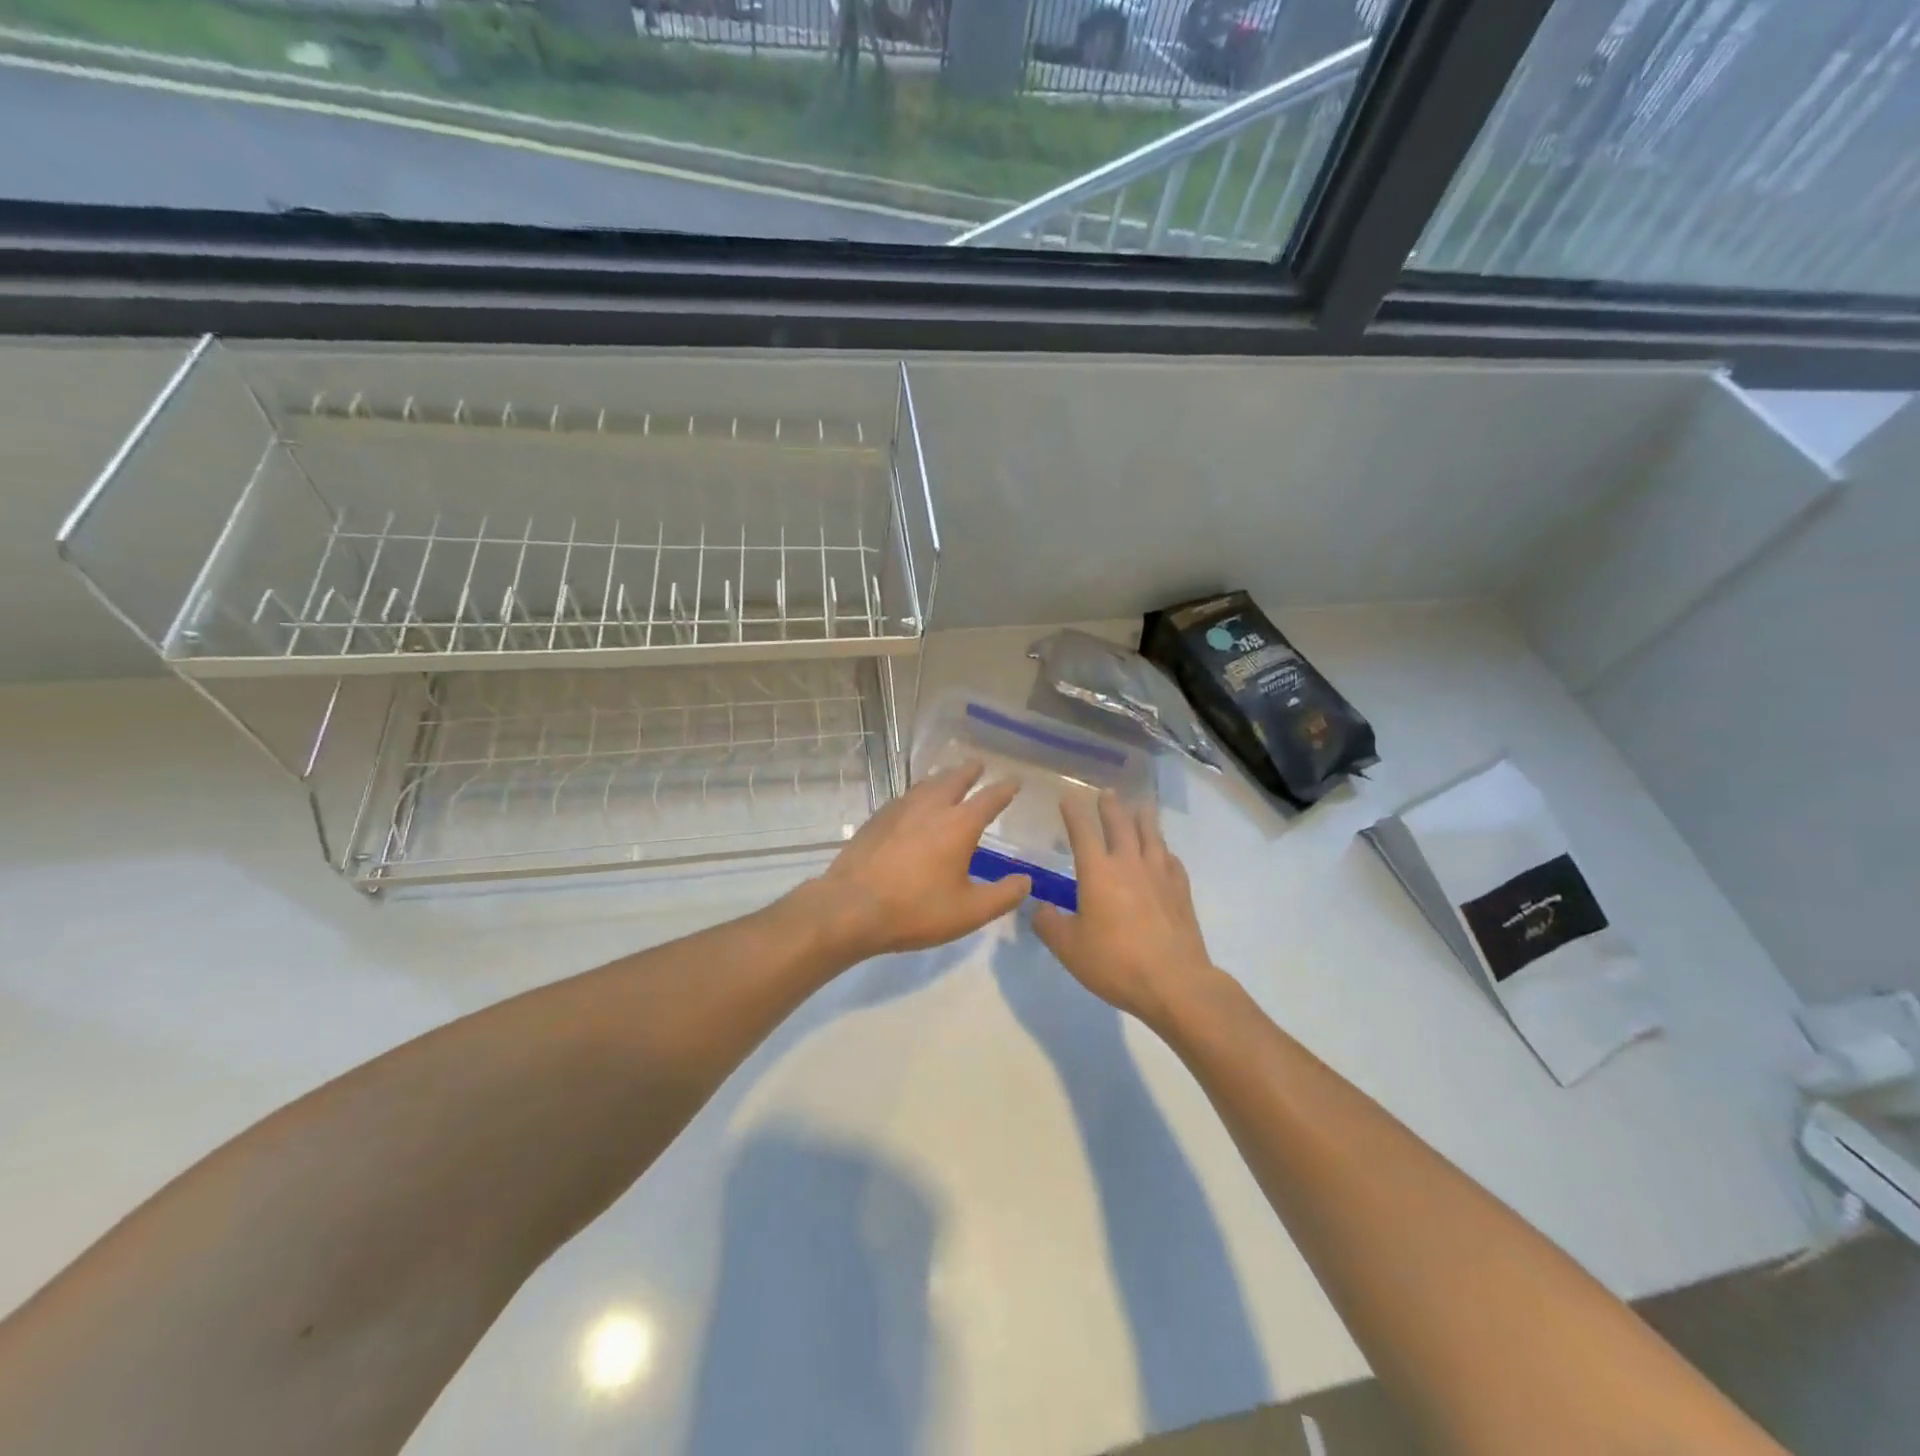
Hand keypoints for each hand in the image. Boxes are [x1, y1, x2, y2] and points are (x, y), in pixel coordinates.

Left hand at [803, 761, 1030, 961]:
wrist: (850, 908)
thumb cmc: (915, 910)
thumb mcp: (969, 912)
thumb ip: (1003, 896)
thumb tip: (1026, 881)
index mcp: (959, 825)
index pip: (990, 798)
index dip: (1005, 789)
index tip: (1015, 781)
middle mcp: (931, 807)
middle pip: (954, 779)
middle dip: (970, 771)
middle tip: (978, 765)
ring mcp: (900, 809)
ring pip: (927, 784)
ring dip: (943, 778)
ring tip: (949, 778)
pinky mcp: (877, 819)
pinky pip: (906, 796)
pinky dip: (919, 792)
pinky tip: (914, 804)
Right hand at [1031, 792, 1219, 1027]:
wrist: (1175, 982)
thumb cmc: (1115, 963)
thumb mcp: (1069, 948)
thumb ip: (1049, 924)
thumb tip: (1039, 907)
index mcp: (1098, 872)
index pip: (1083, 832)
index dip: (1074, 813)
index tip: (1068, 797)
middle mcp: (1129, 864)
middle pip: (1120, 824)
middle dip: (1111, 806)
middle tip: (1107, 792)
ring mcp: (1160, 875)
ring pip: (1151, 835)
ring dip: (1144, 818)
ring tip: (1141, 806)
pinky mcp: (1181, 891)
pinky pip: (1171, 860)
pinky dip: (1164, 850)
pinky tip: (1164, 852)